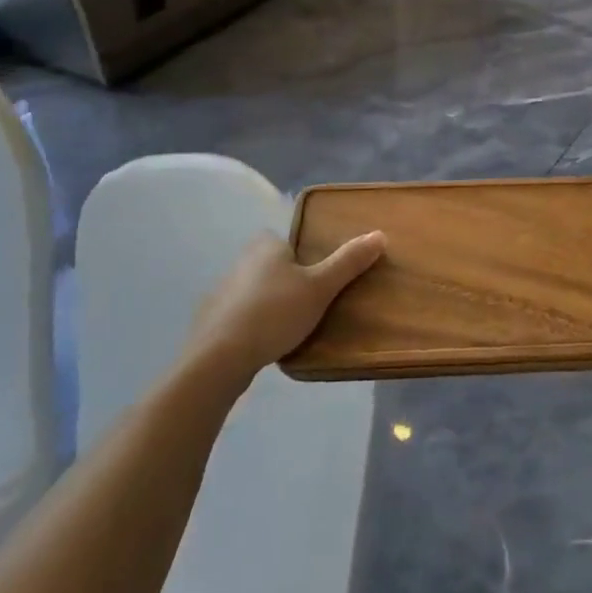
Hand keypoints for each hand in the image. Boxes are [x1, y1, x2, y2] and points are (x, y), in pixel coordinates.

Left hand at [185, 231, 386, 383]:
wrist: (219, 358)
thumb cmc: (275, 313)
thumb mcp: (320, 287)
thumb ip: (348, 262)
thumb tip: (380, 234)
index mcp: (265, 247)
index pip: (286, 241)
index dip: (302, 255)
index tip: (318, 275)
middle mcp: (240, 262)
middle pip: (271, 265)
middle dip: (288, 280)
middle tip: (312, 301)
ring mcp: (221, 292)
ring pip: (255, 291)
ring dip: (270, 303)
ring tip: (291, 326)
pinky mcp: (211, 321)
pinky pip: (240, 315)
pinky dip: (252, 324)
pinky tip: (266, 343)